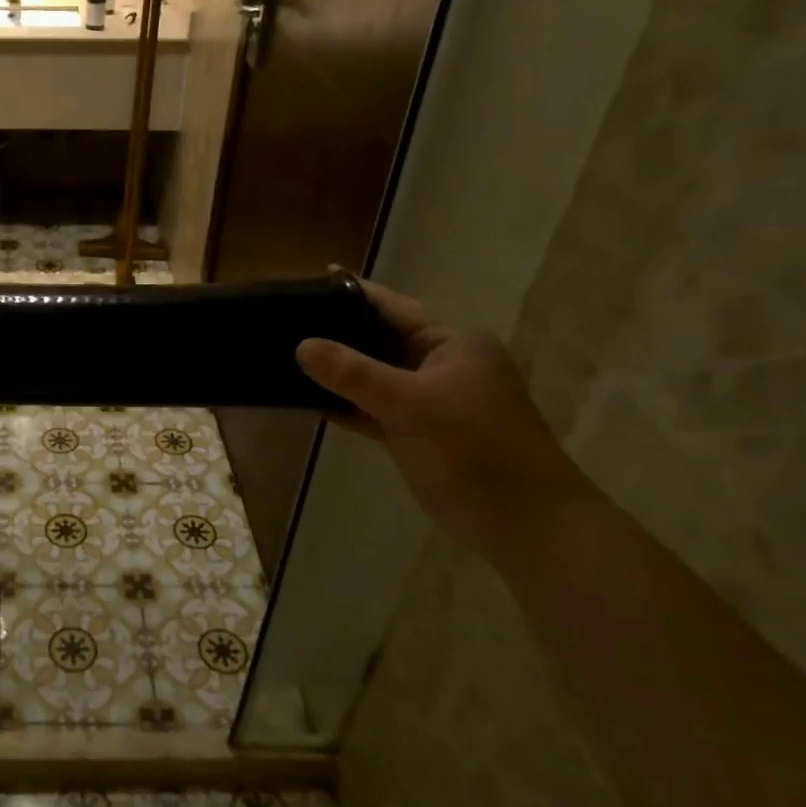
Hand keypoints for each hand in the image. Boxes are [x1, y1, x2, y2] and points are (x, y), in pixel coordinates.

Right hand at [296, 279, 594, 556]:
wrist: (523, 527)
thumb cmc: (477, 452)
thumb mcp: (413, 405)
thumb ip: (355, 374)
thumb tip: (302, 346)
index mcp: (450, 344)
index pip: (392, 307)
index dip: (351, 293)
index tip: (308, 279)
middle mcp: (437, 365)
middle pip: (376, 340)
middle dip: (334, 333)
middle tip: (282, 320)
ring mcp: (425, 401)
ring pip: (369, 377)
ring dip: (334, 372)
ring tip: (282, 354)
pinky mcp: (412, 433)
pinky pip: (368, 409)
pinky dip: (341, 404)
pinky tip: (304, 399)